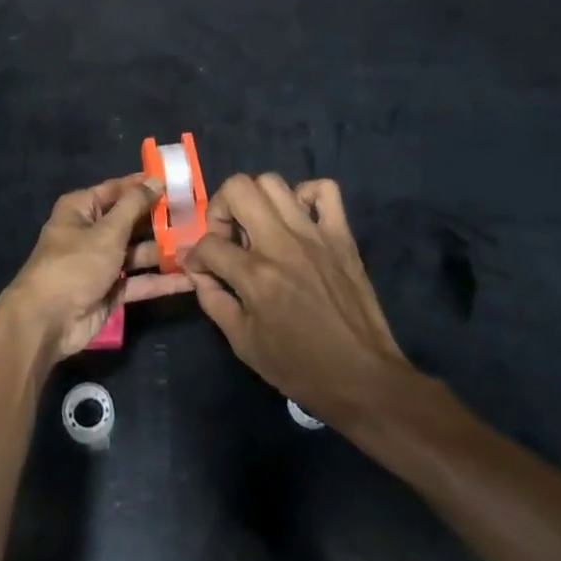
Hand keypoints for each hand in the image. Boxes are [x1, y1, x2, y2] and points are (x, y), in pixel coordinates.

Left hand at [0, 175, 194, 362]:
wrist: (47, 321)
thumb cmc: (74, 264)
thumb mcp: (106, 231)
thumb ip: (134, 206)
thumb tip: (155, 179)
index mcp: (82, 209)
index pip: (118, 189)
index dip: (145, 185)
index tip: (177, 181)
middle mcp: (92, 232)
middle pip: (132, 221)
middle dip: (162, 221)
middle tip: (199, 217)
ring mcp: (103, 263)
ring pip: (139, 252)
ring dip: (166, 251)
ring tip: (202, 247)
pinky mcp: (112, 290)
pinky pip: (140, 281)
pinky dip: (162, 281)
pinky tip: (191, 279)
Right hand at [185, 175, 413, 428]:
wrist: (363, 378)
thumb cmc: (299, 368)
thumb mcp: (243, 343)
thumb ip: (213, 300)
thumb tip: (199, 271)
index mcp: (256, 275)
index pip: (209, 242)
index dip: (196, 256)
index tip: (202, 268)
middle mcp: (282, 244)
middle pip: (238, 188)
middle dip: (220, 208)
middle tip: (227, 235)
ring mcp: (315, 235)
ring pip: (273, 182)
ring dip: (255, 200)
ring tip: (258, 227)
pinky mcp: (342, 236)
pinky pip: (325, 190)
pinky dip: (305, 195)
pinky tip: (297, 219)